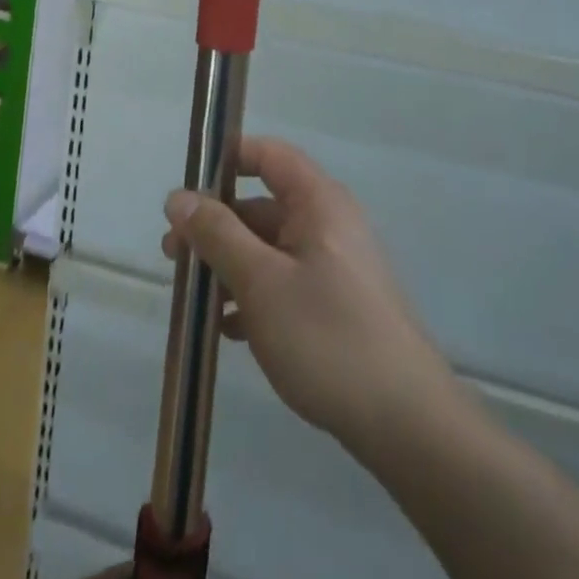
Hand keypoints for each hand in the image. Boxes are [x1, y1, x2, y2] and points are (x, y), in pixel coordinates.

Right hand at [162, 137, 452, 456]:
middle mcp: (328, 223)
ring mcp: (335, 266)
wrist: (406, 423)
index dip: (227, 160)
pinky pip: (285, 282)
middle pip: (263, 206)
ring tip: (193, 298)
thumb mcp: (261, 282)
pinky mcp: (337, 305)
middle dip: (216, 226)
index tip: (187, 188)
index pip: (268, 155)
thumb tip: (178, 196)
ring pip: (270, 248)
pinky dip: (254, 295)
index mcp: (318, 202)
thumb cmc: (327, 336)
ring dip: (230, 265)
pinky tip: (228, 329)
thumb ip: (217, 234)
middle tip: (173, 256)